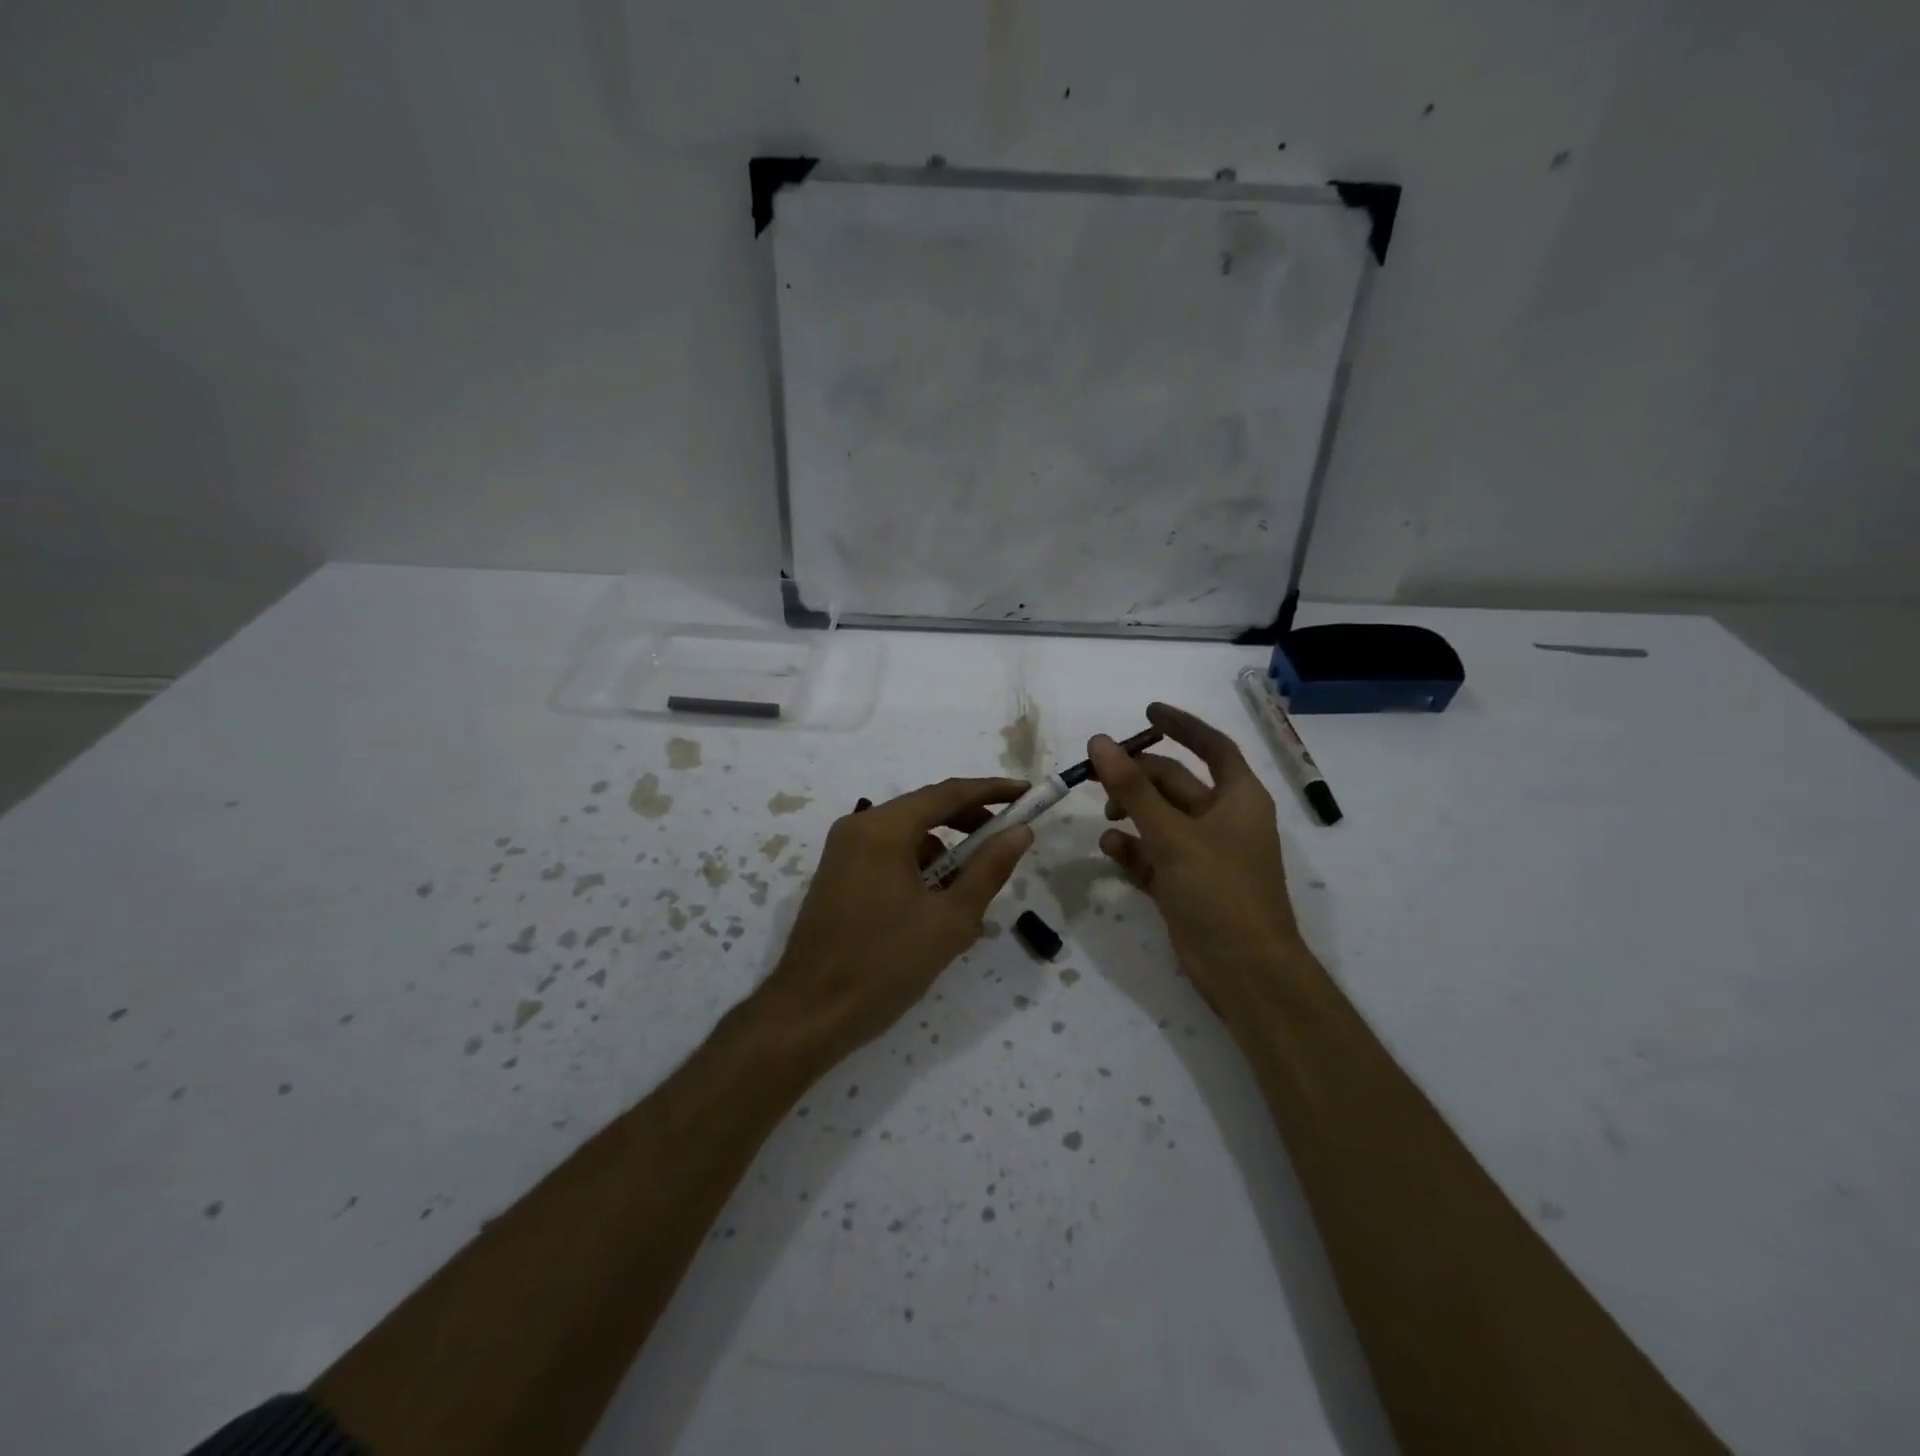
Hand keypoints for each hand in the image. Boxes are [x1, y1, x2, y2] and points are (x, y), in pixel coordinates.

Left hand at [760, 778, 1033, 1058]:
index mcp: (883, 829)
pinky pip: (888, 857)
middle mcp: (859, 828)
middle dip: (970, 822)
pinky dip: (919, 870)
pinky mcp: (838, 876)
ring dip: (945, 853)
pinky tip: (939, 908)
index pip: (948, 794)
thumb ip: (989, 870)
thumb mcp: (950, 920)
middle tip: (1008, 840)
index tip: (1027, 794)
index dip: (992, 791)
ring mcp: (844, 852)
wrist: (809, 1014)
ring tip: (974, 892)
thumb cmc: (885, 965)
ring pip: (907, 836)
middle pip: (925, 810)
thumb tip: (1020, 832)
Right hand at [1090, 702, 1309, 1015]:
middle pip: (1175, 783)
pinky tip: (1109, 850)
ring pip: (1160, 818)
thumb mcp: (1173, 835)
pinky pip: (1153, 853)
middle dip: (1138, 776)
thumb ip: (1134, 788)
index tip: (1147, 711)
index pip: (1212, 746)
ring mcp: (1203, 853)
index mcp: (1238, 798)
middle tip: (1096, 774)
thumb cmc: (1220, 891)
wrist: (1244, 970)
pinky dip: (1132, 848)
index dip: (1182, 725)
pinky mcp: (1186, 882)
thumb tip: (1100, 742)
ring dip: (1132, 812)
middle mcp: (1222, 820)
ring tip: (1104, 815)